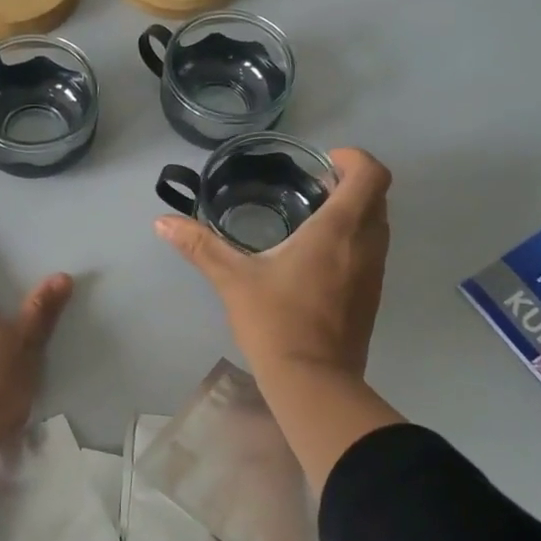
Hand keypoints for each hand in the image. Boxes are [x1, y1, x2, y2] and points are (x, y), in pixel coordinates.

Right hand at [155, 148, 391, 386]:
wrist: (313, 382)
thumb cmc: (276, 322)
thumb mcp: (233, 280)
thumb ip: (200, 246)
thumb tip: (162, 223)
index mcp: (338, 230)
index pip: (370, 173)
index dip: (353, 158)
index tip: (321, 164)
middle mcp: (366, 244)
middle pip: (377, 195)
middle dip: (350, 182)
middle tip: (311, 187)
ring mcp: (375, 272)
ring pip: (378, 224)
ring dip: (354, 212)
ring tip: (312, 219)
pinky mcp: (372, 296)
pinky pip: (372, 251)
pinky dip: (354, 239)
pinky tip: (316, 258)